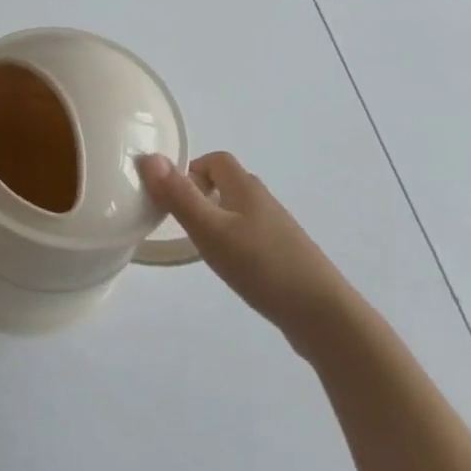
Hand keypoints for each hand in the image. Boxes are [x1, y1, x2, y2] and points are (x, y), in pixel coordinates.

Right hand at [138, 152, 350, 345]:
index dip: (191, 170)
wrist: (321, 313)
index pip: (216, 160)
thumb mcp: (211, 229)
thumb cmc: (261, 265)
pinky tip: (231, 268)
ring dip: (216, 219)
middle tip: (181, 223)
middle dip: (201, 194)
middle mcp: (263, 201)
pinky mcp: (284, 255)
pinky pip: (251, 235)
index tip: (172, 197)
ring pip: (239, 211)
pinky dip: (234, 242)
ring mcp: (277, 229)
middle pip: (227, 183)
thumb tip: (149, 157)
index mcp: (245, 187)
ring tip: (201, 247)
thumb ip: (179, 196)